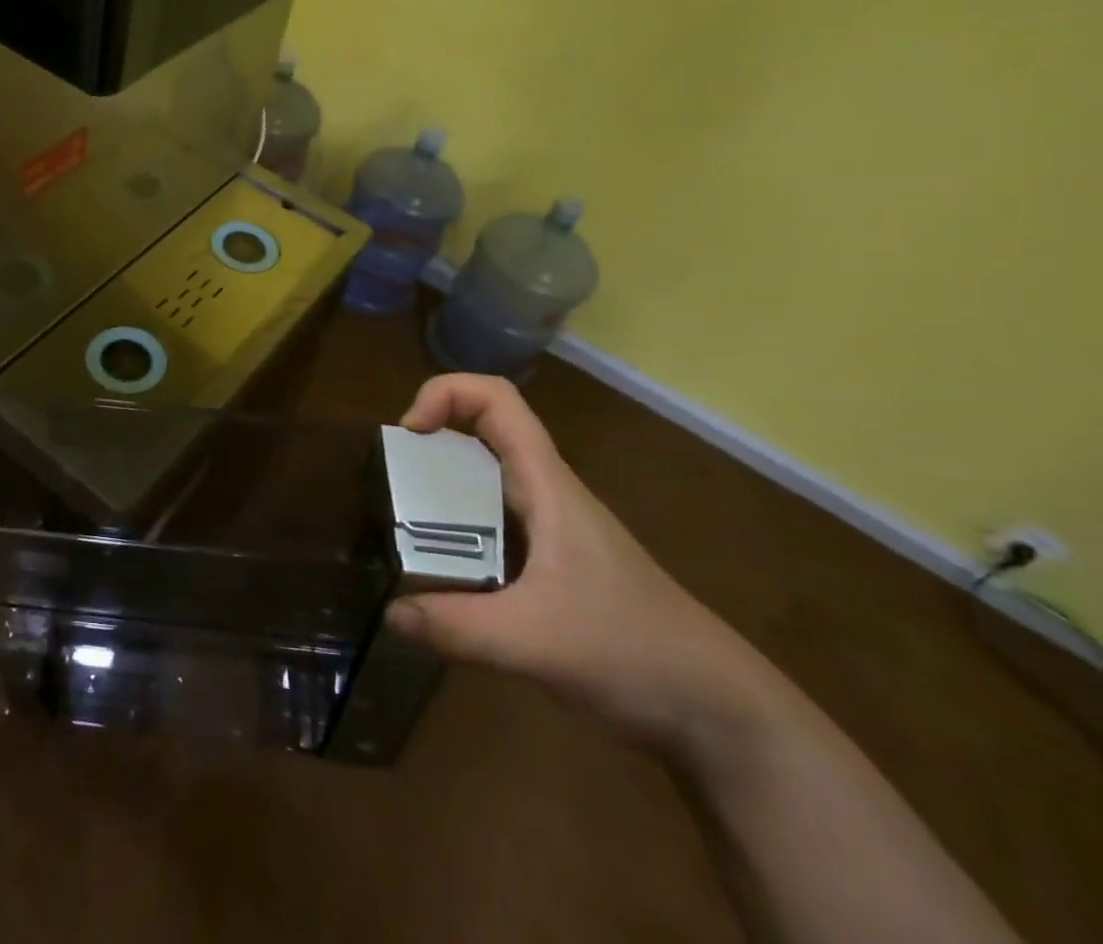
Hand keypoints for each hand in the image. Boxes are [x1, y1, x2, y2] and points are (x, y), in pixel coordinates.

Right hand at [387, 374, 774, 755]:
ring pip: (485, 483)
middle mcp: (545, 494)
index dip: (444, 393)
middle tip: (391, 486)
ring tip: (401, 530)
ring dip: (440, 491)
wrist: (719, 714)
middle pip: (482, 434)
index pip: (496, 399)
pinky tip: (439, 578)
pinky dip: (456, 534)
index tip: (408, 435)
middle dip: (430, 444)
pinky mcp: (551, 568)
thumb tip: (388, 613)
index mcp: (546, 484)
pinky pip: (490, 528)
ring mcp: (550, 532)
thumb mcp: (535, 641)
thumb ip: (456, 627)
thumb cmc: (633, 651)